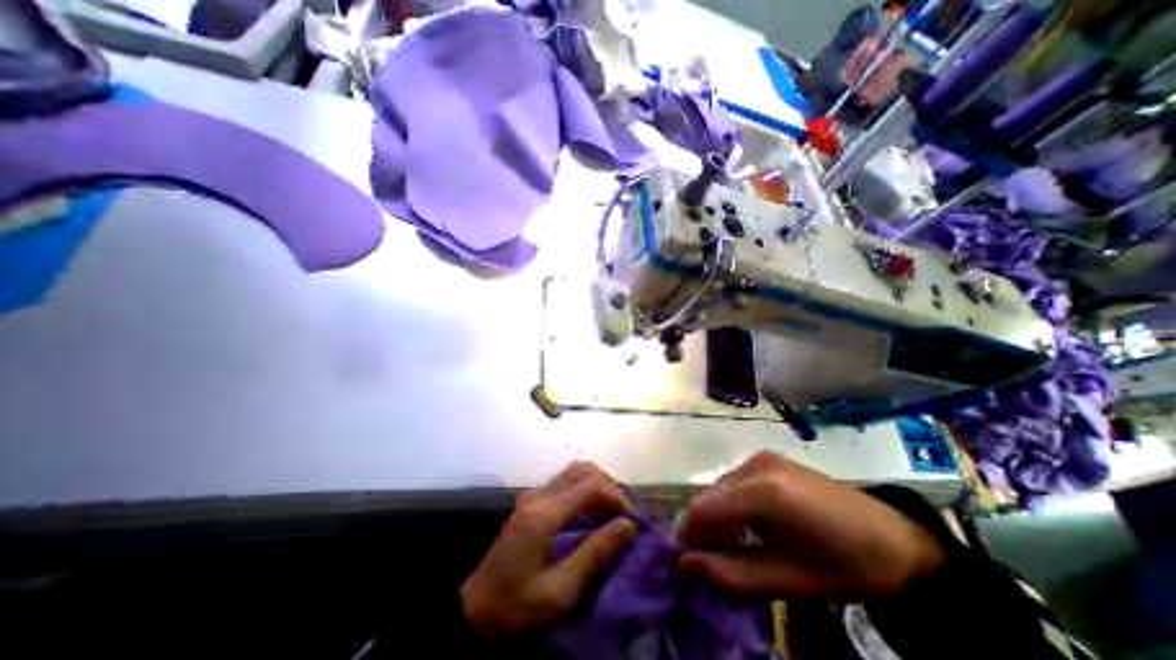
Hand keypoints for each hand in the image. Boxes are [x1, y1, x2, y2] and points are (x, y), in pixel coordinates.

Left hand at [462, 462, 638, 635]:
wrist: (474, 608)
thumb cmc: (516, 605)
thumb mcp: (560, 590)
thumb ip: (594, 553)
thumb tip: (627, 525)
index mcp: (544, 514)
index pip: (590, 485)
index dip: (616, 497)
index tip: (631, 519)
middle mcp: (539, 495)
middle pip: (583, 470)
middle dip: (609, 486)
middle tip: (622, 514)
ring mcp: (533, 495)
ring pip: (574, 471)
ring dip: (597, 484)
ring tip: (611, 510)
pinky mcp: (532, 500)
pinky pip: (565, 481)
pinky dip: (585, 488)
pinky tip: (593, 510)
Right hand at [682, 450, 943, 600]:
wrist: (897, 538)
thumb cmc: (846, 566)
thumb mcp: (790, 581)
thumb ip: (732, 573)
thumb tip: (684, 565)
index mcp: (763, 492)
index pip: (702, 508)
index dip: (688, 535)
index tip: (686, 563)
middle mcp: (755, 465)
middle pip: (709, 495)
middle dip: (703, 528)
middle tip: (713, 561)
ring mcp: (762, 458)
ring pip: (720, 488)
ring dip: (718, 516)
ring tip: (735, 546)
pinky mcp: (769, 459)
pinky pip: (735, 481)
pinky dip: (732, 504)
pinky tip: (750, 525)